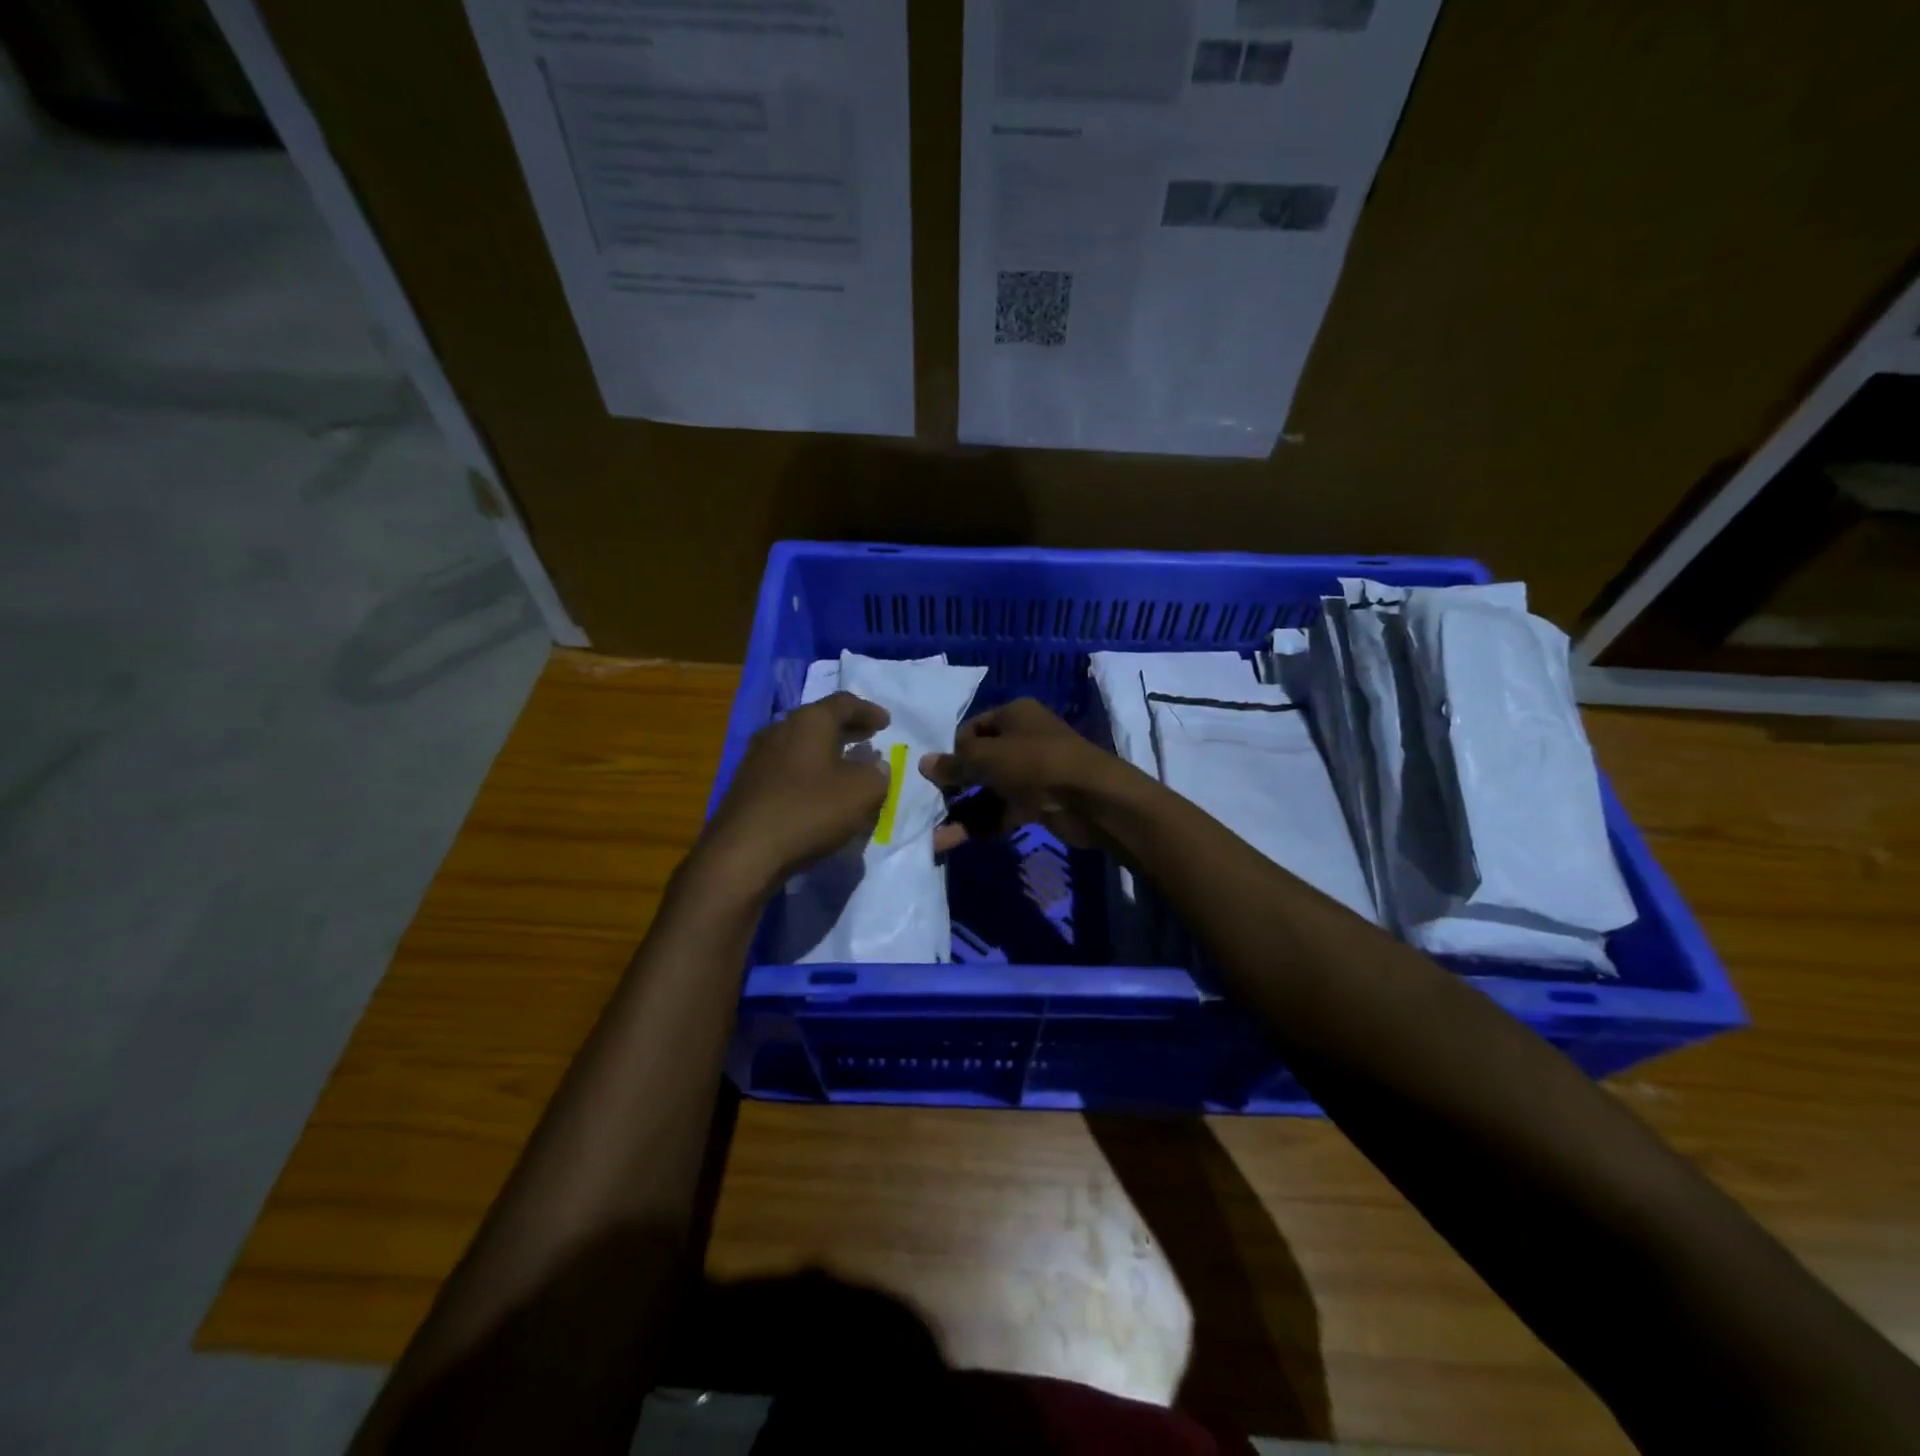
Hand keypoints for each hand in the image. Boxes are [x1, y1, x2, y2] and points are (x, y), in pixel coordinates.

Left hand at [699, 692, 891, 894]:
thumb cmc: (809, 811)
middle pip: (819, 720)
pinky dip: (808, 771)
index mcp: (809, 721)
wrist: (743, 852)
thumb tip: (876, 766)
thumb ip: (877, 774)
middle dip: (847, 728)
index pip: (844, 703)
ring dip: (826, 751)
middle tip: (868, 737)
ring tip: (846, 765)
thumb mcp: (862, 792)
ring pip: (800, 744)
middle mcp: (779, 729)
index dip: (869, 710)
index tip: (886, 722)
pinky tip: (817, 790)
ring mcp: (757, 757)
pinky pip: (786, 767)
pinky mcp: (746, 784)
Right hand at [919, 698, 1120, 845]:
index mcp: (1014, 715)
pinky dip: (981, 825)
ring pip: (989, 790)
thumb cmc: (1034, 763)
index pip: (972, 728)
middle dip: (955, 784)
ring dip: (963, 811)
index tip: (940, 772)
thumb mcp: (987, 758)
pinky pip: (1002, 812)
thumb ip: (954, 763)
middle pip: (980, 761)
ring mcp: (1031, 773)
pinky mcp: (1037, 803)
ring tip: (936, 834)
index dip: (953, 749)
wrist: (1090, 799)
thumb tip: (923, 763)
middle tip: (931, 803)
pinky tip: (953, 841)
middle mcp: (1022, 739)